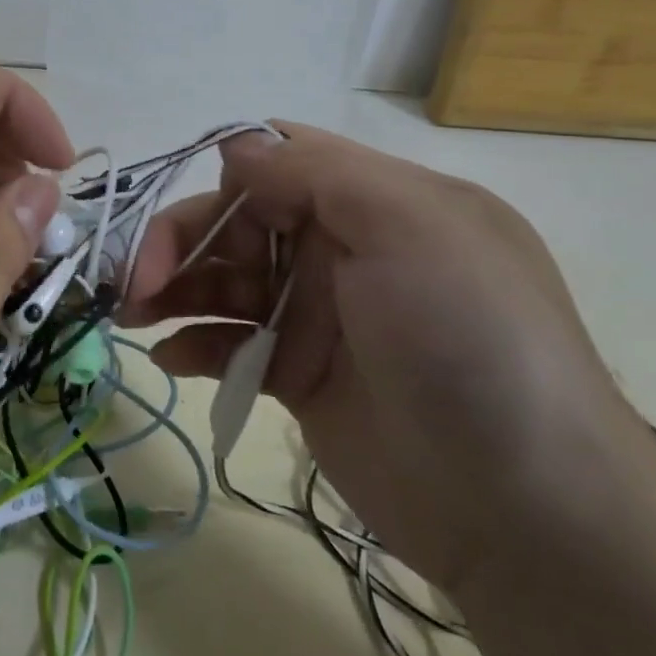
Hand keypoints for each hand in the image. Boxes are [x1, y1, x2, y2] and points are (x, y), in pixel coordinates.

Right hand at [123, 123, 644, 594]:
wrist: (525, 509)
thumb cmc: (466, 340)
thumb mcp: (410, 226)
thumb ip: (316, 172)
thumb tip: (235, 146)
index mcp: (372, 202)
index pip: (274, 165)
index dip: (225, 183)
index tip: (197, 222)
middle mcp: (340, 249)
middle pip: (235, 223)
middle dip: (178, 243)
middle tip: (134, 283)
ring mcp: (317, 314)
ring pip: (223, 282)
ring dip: (171, 291)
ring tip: (130, 315)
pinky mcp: (297, 374)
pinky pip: (230, 343)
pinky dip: (194, 344)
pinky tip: (170, 359)